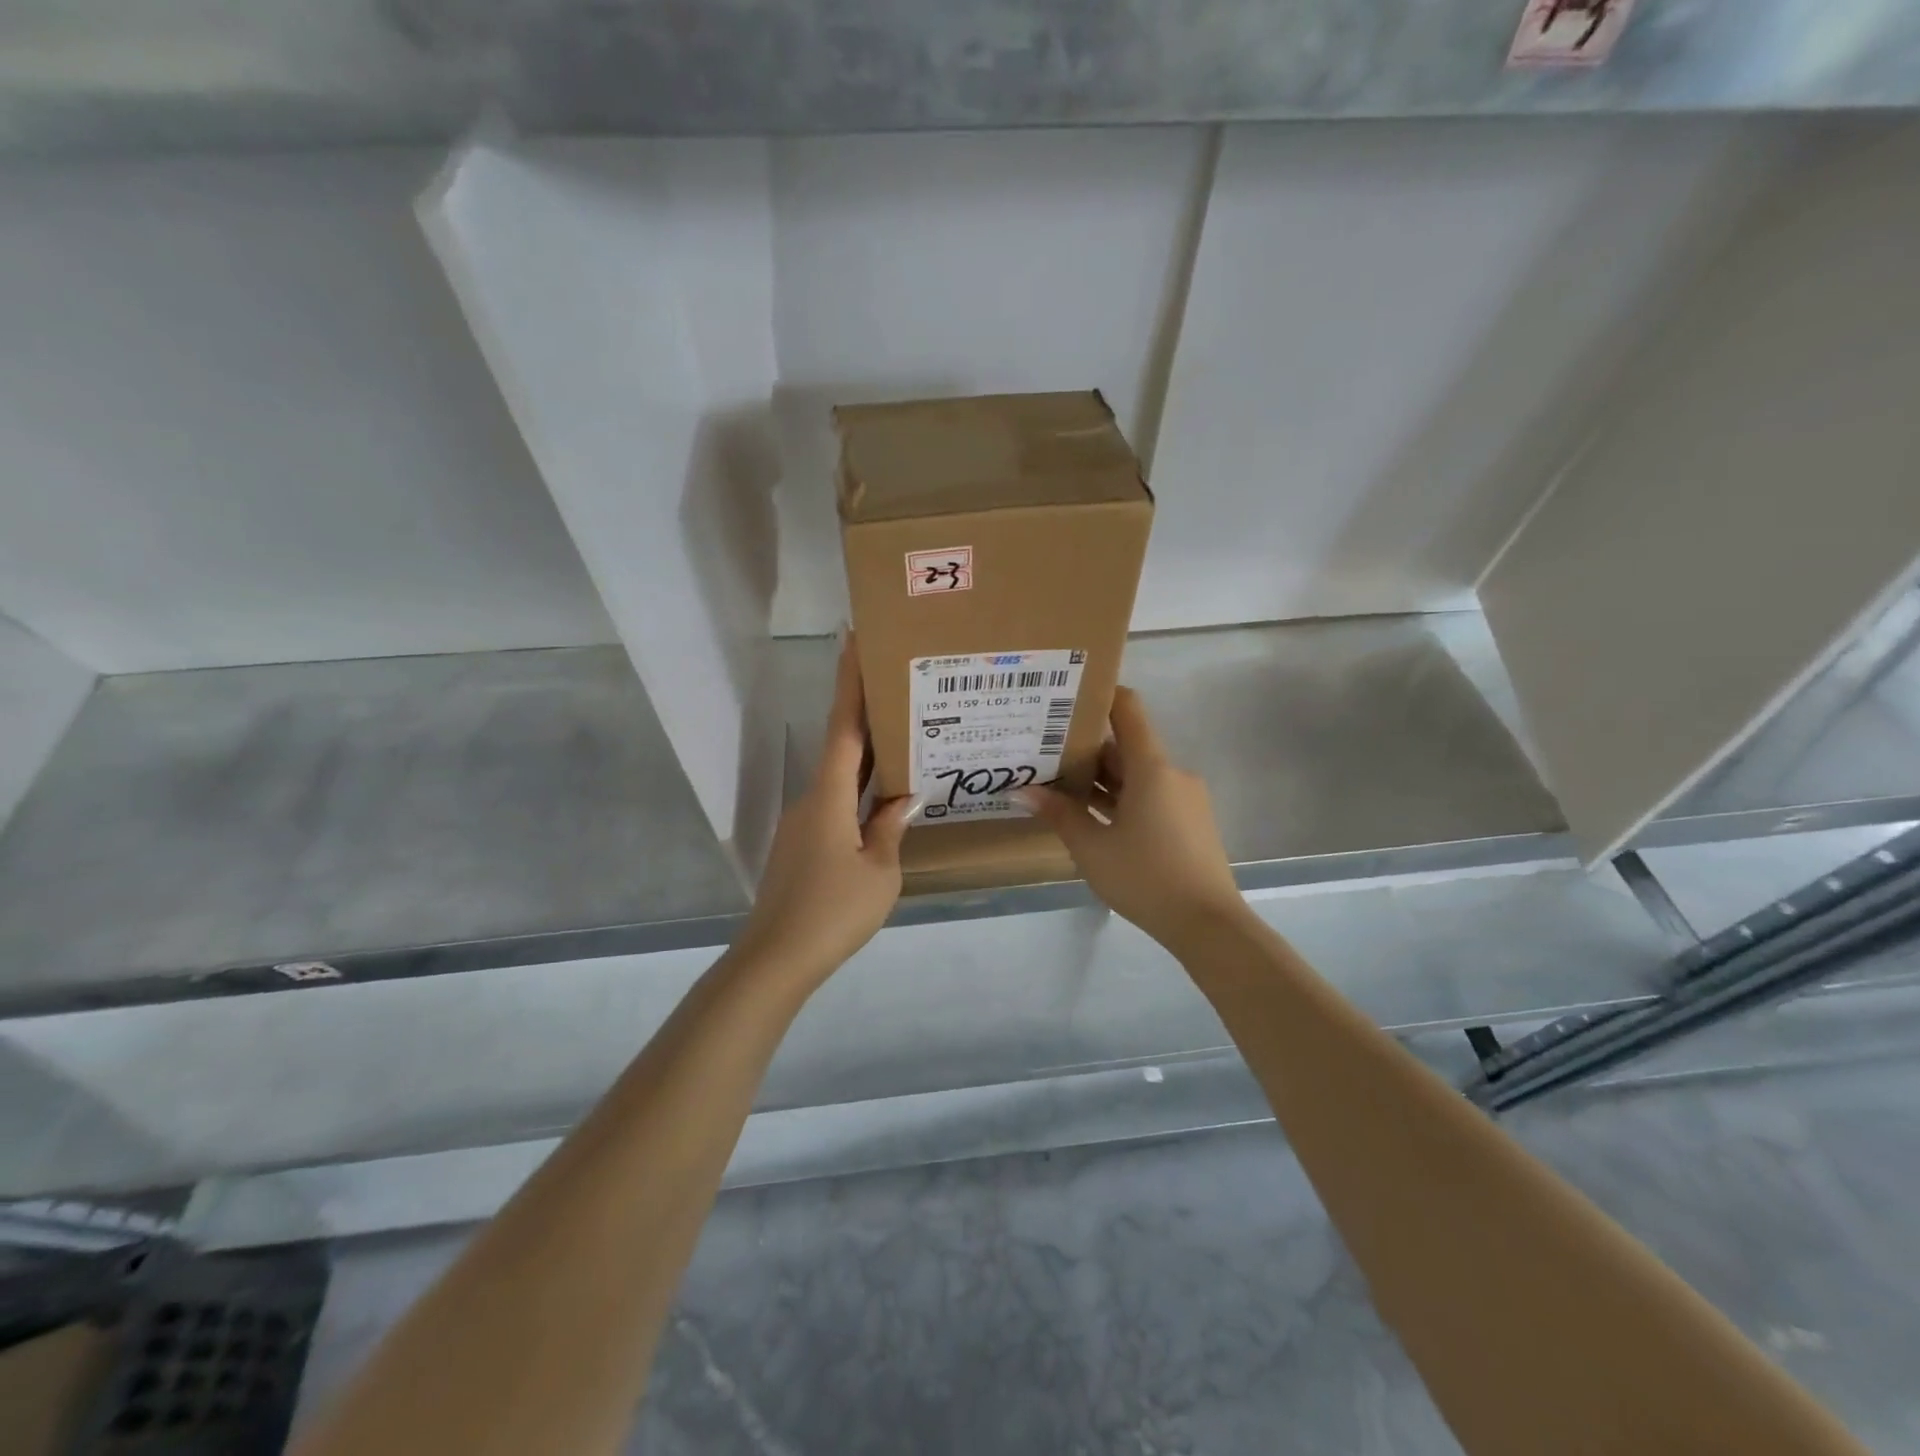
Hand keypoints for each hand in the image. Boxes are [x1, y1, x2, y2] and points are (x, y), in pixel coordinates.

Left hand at [734, 637, 915, 984]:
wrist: (775, 960)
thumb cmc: (833, 912)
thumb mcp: (879, 872)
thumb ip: (890, 829)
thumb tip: (901, 799)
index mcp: (829, 797)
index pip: (843, 728)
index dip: (848, 684)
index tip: (852, 641)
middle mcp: (811, 800)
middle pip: (841, 748)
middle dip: (866, 715)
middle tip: (898, 687)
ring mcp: (803, 825)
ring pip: (840, 781)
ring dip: (868, 761)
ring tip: (904, 744)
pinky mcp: (802, 846)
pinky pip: (836, 807)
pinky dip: (859, 795)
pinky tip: (883, 803)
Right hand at [1019, 687, 1246, 949]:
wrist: (1208, 925)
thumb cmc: (1146, 878)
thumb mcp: (1092, 848)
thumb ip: (1059, 814)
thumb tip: (1023, 791)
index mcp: (1151, 767)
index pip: (1128, 710)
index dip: (1100, 696)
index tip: (1066, 697)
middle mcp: (1172, 773)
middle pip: (1127, 746)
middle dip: (1087, 749)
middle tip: (1044, 752)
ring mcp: (1185, 798)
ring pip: (1138, 775)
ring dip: (1104, 779)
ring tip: (1060, 787)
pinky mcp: (1189, 821)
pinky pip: (1151, 796)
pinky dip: (1123, 799)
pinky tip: (1094, 818)